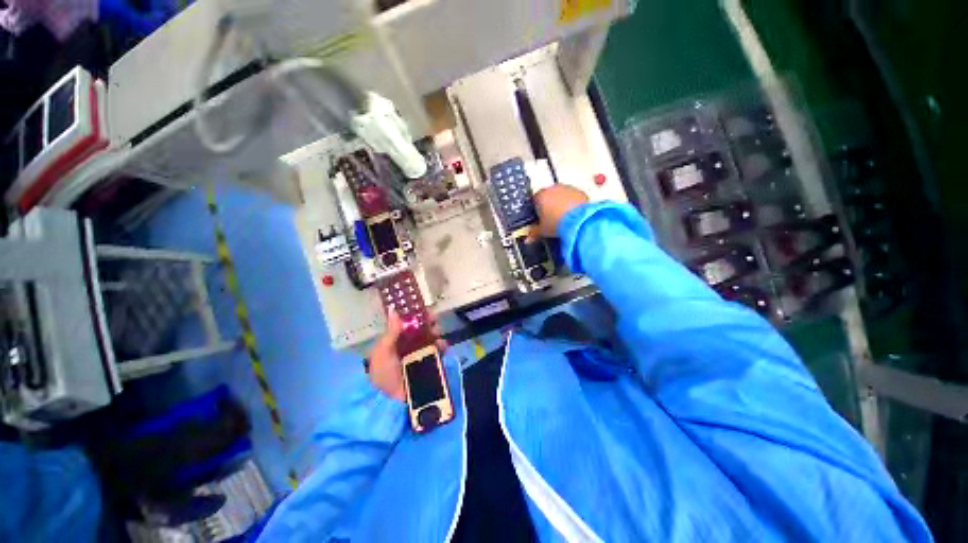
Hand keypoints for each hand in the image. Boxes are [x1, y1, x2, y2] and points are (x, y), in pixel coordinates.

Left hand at [367, 309, 447, 400]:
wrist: (388, 403)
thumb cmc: (382, 374)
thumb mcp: (383, 351)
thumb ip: (391, 332)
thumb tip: (394, 309)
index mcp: (397, 342)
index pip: (409, 325)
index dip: (417, 316)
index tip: (424, 309)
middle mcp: (410, 347)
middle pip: (423, 331)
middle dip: (430, 324)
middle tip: (433, 321)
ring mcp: (421, 357)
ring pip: (432, 340)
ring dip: (437, 334)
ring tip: (438, 334)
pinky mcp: (430, 366)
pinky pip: (439, 354)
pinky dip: (443, 348)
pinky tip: (443, 345)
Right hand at [532, 185, 589, 237]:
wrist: (578, 221)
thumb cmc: (558, 222)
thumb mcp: (542, 231)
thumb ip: (534, 233)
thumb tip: (530, 237)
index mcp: (540, 196)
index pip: (534, 201)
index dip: (536, 211)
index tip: (540, 219)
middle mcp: (552, 189)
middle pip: (547, 196)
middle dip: (549, 206)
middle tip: (551, 219)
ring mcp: (566, 189)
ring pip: (560, 195)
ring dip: (560, 204)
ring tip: (562, 218)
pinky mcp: (579, 192)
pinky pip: (572, 197)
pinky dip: (572, 204)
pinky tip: (572, 215)